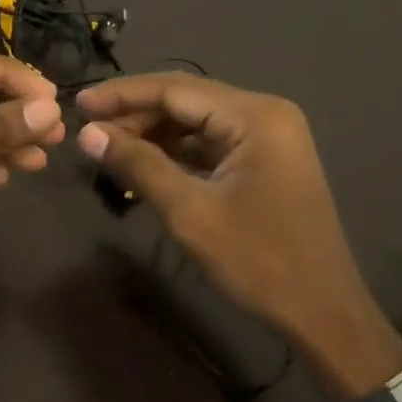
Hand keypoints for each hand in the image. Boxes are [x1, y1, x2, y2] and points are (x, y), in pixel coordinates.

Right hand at [75, 73, 401, 399]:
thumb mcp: (190, 212)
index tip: (78, 102)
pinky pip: (212, 144)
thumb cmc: (258, 261)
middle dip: (136, 114)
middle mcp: (265, 114)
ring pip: (197, 122)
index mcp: (255, 116)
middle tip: (88, 130)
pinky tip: (144, 163)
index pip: (175, 89)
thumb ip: (139, 165)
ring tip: (108, 147)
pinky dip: (177, 152)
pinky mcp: (266, 161)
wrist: (323, 312)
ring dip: (154, 133)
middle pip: (187, 100)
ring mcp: (269, 137)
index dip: (122, 95)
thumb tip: (87, 133)